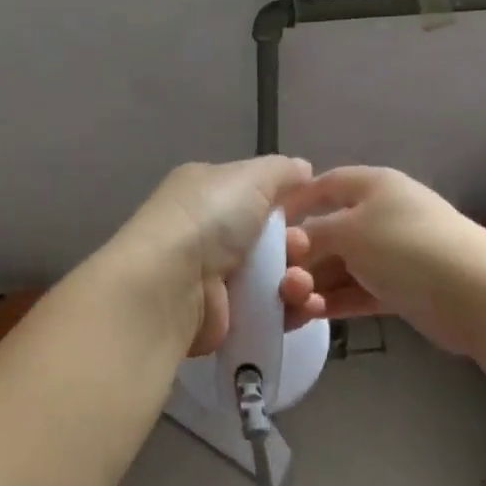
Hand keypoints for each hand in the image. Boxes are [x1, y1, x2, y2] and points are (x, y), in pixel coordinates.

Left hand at [108, 158, 326, 355]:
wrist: (171, 285)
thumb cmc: (209, 219)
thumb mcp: (250, 177)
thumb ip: (281, 171)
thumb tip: (303, 168)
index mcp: (207, 191)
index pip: (255, 193)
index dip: (287, 202)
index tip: (314, 211)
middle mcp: (208, 232)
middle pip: (271, 238)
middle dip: (297, 244)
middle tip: (300, 250)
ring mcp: (215, 277)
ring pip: (274, 277)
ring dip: (297, 280)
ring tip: (298, 284)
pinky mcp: (224, 316)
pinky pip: (269, 311)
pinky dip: (291, 310)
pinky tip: (305, 307)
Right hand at [287, 167, 485, 348]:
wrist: (478, 295)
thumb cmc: (406, 247)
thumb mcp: (349, 231)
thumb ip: (312, 235)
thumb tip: (290, 243)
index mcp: (372, 185)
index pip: (324, 185)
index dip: (294, 201)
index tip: (264, 227)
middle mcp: (380, 214)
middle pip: (328, 231)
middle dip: (301, 257)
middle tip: (278, 281)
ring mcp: (391, 253)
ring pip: (340, 266)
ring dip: (314, 284)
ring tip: (294, 306)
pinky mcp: (399, 289)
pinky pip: (357, 290)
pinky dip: (335, 301)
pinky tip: (313, 315)